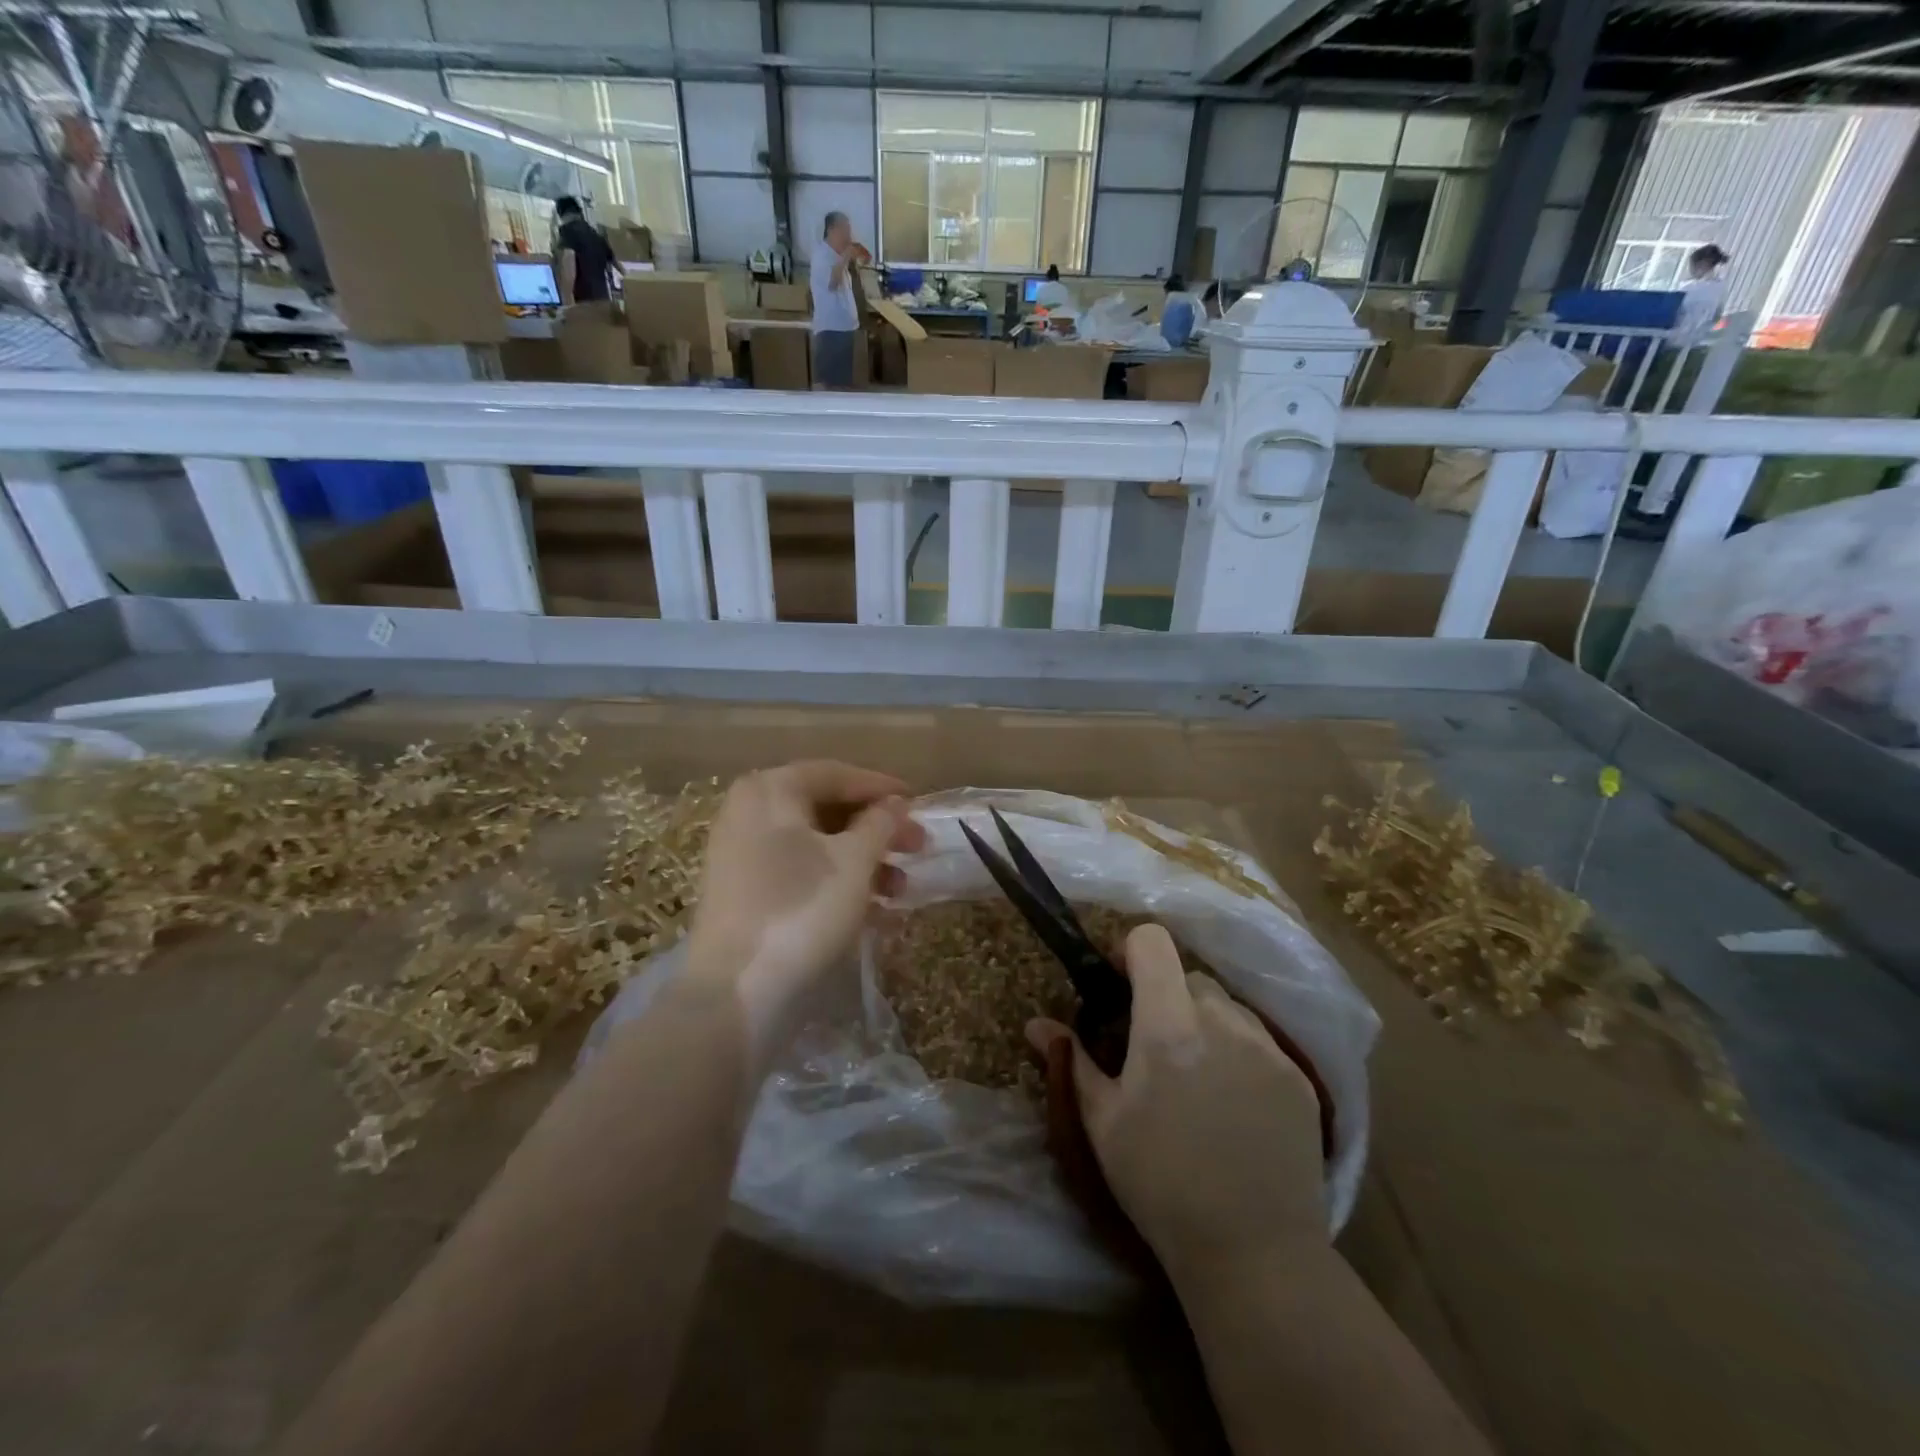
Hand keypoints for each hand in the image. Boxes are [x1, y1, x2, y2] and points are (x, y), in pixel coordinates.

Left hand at [686, 760, 923, 1047]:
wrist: (738, 994)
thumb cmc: (802, 910)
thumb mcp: (854, 861)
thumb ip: (880, 822)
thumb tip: (895, 802)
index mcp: (770, 790)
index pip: (836, 774)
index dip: (882, 787)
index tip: (920, 803)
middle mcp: (749, 813)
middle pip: (826, 809)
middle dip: (877, 829)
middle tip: (918, 847)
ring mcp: (742, 855)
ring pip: (816, 844)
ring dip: (864, 860)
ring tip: (901, 888)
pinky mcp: (744, 894)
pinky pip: (800, 873)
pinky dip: (838, 882)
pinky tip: (875, 908)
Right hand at [1027, 924, 1325, 1284]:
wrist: (1256, 1255)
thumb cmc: (1161, 1185)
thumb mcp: (1103, 1123)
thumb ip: (1072, 1062)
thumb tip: (1036, 1024)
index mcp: (1168, 1026)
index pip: (1153, 941)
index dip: (1130, 952)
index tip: (1118, 984)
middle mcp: (1222, 1022)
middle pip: (1188, 976)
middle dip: (1165, 996)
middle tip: (1152, 1045)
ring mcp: (1268, 1048)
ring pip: (1226, 1006)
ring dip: (1203, 1022)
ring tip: (1196, 1076)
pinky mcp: (1299, 1078)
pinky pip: (1259, 1040)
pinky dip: (1239, 1051)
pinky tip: (1233, 1103)